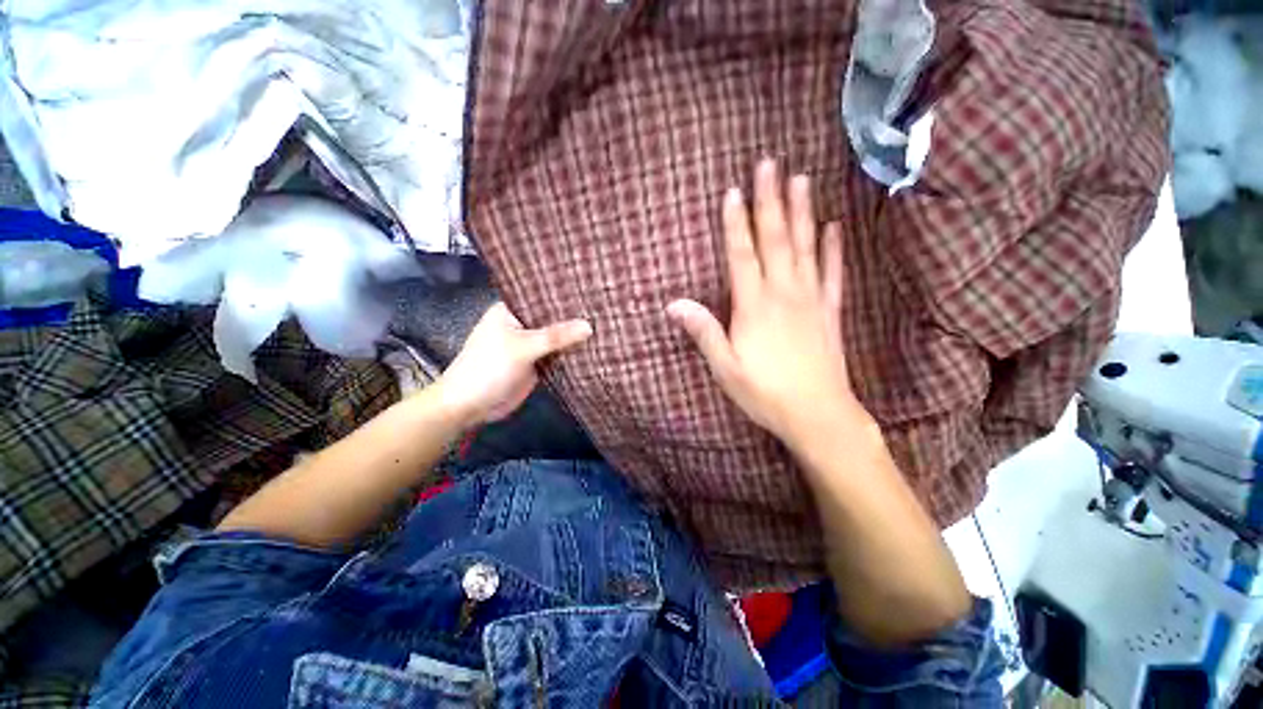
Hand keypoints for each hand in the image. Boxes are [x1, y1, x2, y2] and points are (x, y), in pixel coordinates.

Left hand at [437, 302, 592, 426]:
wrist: (470, 406)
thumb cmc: (488, 367)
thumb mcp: (522, 347)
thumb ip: (556, 336)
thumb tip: (589, 326)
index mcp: (511, 310)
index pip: (541, 296)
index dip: (564, 294)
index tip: (591, 289)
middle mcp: (521, 324)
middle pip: (552, 318)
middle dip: (574, 317)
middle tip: (604, 307)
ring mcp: (529, 345)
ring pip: (557, 338)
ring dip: (574, 336)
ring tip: (606, 324)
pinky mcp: (536, 363)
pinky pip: (557, 355)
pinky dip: (571, 353)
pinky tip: (594, 346)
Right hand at [667, 160, 863, 444]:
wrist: (817, 414)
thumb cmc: (765, 392)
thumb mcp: (725, 367)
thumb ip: (703, 332)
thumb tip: (674, 304)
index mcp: (754, 306)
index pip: (742, 255)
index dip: (736, 223)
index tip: (733, 191)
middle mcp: (783, 293)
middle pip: (776, 239)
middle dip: (770, 201)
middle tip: (770, 164)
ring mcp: (811, 299)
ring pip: (806, 247)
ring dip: (802, 212)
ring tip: (801, 180)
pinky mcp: (830, 311)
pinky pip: (832, 273)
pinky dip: (833, 248)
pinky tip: (834, 227)